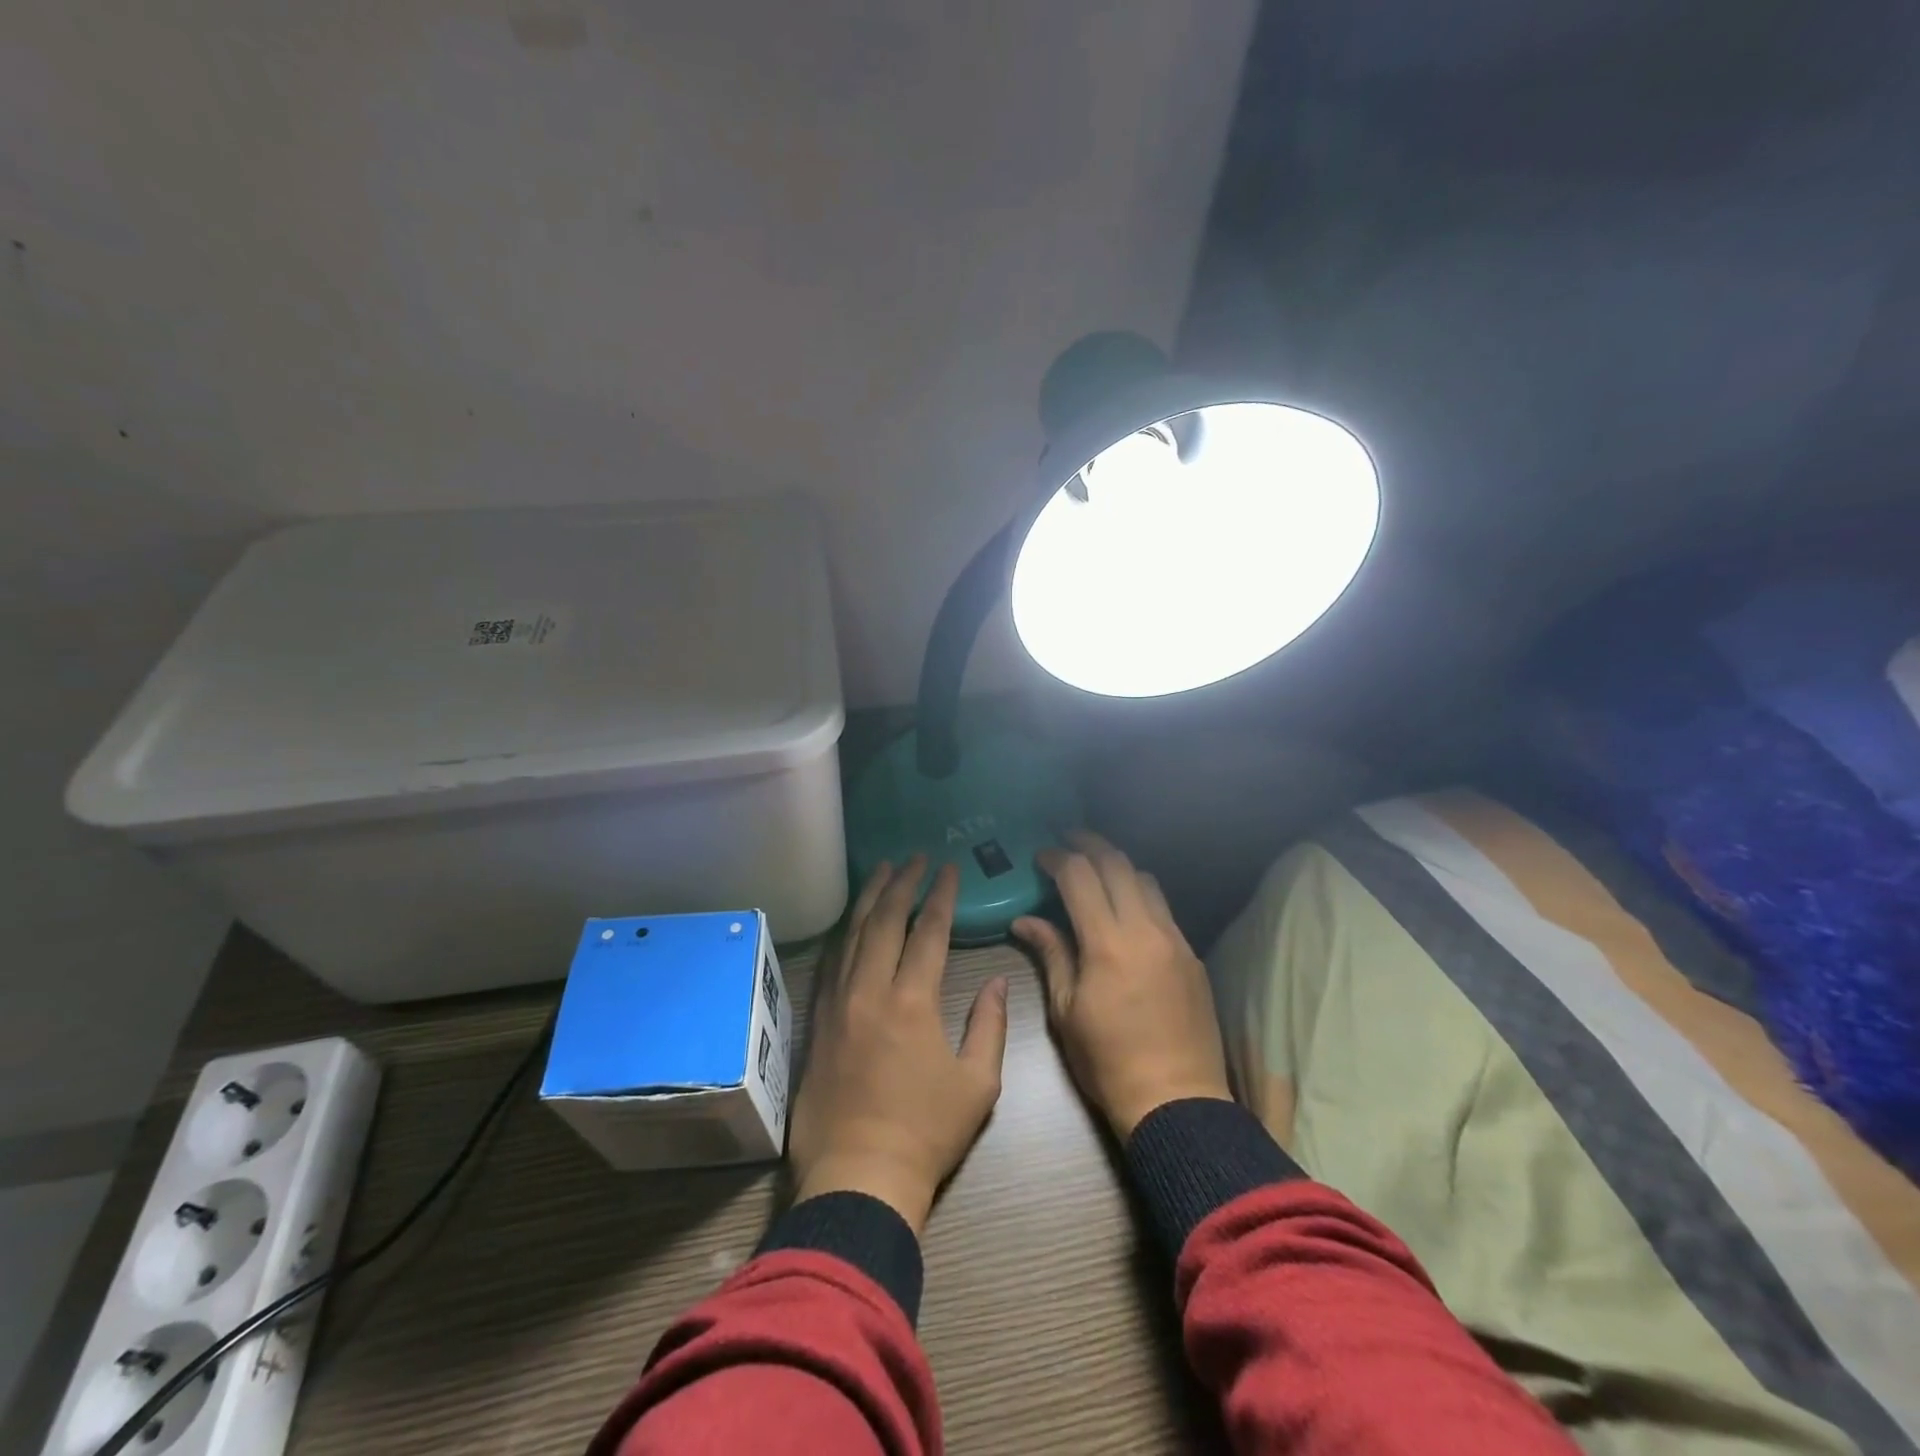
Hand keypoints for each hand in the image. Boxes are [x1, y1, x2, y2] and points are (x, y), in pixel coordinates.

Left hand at [788, 858, 1009, 1233]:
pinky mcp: (818, 1022)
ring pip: (853, 934)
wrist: (858, 1177)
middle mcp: (870, 990)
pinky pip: (832, 962)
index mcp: (912, 1001)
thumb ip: (989, 1025)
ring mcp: (838, 1003)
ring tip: (882, 870)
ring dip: (870, 898)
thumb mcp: (978, 1084)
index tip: (948, 868)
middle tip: (914, 856)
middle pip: (885, 920)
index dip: (940, 895)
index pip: (928, 931)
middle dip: (902, 882)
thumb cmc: (926, 1133)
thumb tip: (995, 982)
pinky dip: (846, 933)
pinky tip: (853, 922)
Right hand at [1013, 831, 1230, 1139]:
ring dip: (1118, 866)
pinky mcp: (1192, 955)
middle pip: (1118, 864)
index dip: (1057, 858)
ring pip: (1147, 880)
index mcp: (1108, 943)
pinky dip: (1141, 894)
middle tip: (1067, 839)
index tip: (1040, 856)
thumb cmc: (1108, 1061)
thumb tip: (1024, 920)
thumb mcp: (1067, 1010)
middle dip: (1089, 844)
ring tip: (1096, 870)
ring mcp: (1175, 940)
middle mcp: (1145, 929)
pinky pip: (1164, 909)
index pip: (1080, 876)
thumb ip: (1050, 954)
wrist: (1176, 1101)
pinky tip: (1126, 910)